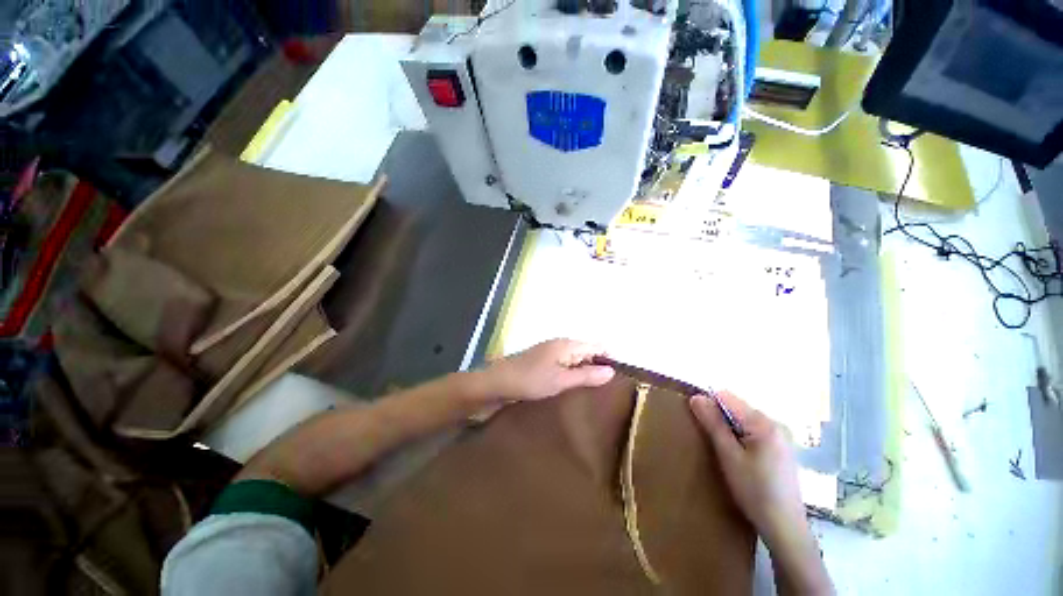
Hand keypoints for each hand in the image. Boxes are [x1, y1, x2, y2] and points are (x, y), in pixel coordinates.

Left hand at [483, 339, 614, 400]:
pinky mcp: (543, 362)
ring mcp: (550, 352)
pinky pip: (564, 365)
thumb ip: (586, 375)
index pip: (597, 346)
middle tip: (609, 388)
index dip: (609, 359)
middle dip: (598, 366)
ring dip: (585, 371)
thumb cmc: (530, 380)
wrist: (497, 383)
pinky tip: (574, 387)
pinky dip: (572, 374)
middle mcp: (560, 344)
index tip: (620, 378)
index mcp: (567, 344)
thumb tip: (611, 371)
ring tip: (596, 391)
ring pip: (575, 359)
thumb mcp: (561, 380)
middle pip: (587, 351)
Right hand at [689, 392, 805, 546]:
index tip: (701, 424)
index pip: (727, 397)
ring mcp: (781, 436)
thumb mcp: (728, 455)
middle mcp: (776, 423)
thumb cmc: (754, 490)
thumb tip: (695, 397)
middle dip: (720, 419)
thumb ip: (713, 423)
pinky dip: (741, 438)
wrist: (784, 527)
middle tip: (714, 442)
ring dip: (730, 429)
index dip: (709, 405)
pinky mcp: (782, 448)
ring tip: (725, 452)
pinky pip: (754, 431)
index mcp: (764, 422)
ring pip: (744, 420)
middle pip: (737, 408)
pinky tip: (741, 458)